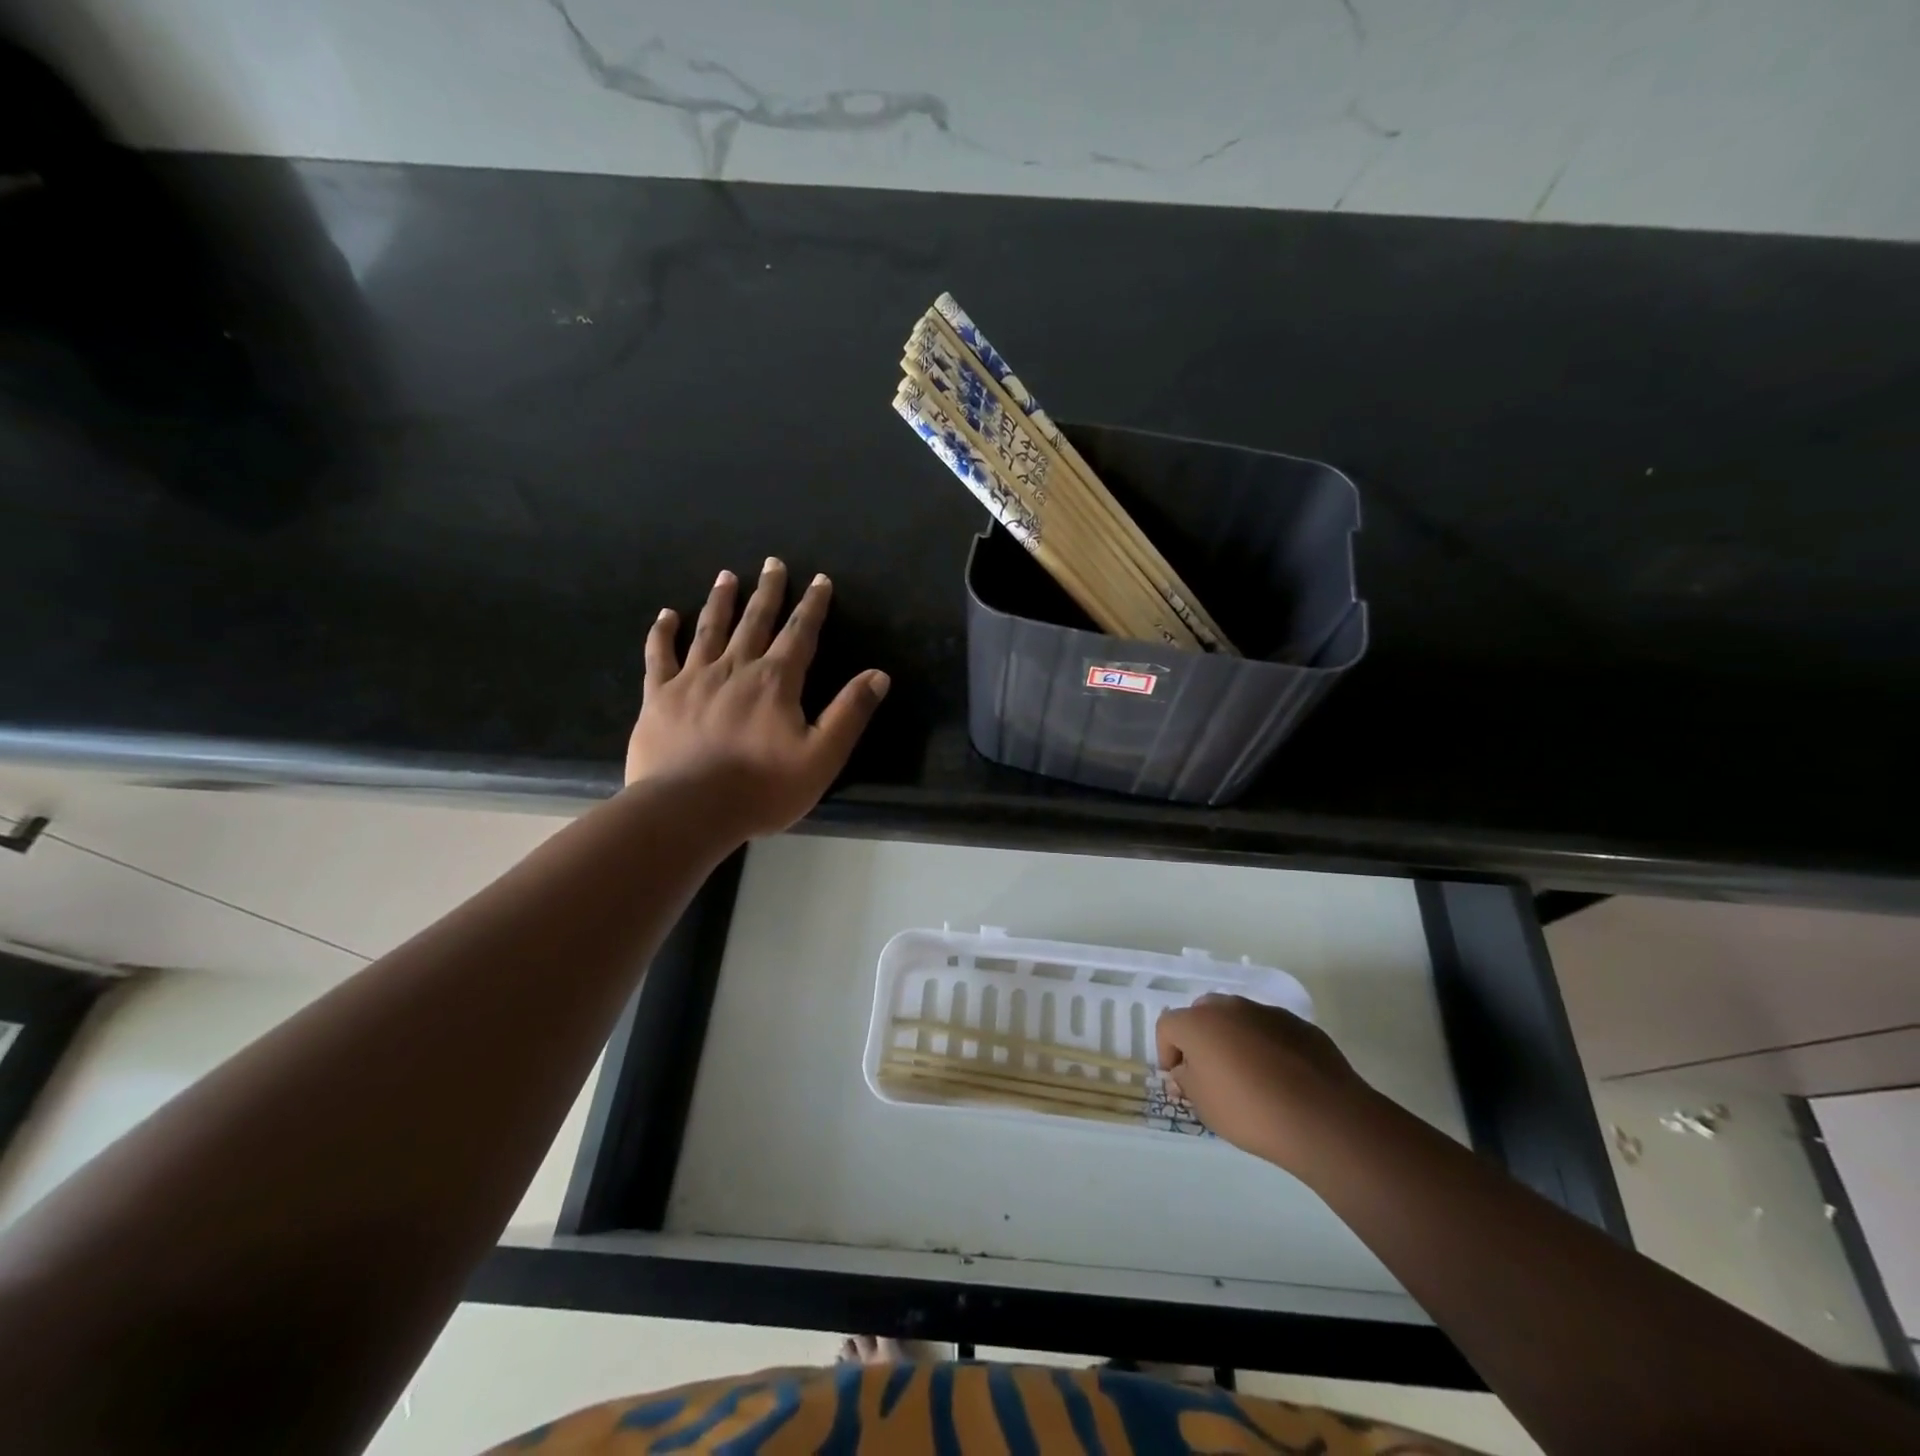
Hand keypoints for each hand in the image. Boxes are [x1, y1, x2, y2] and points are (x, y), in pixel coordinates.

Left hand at [626, 558, 889, 836]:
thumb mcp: (822, 756)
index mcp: (776, 681)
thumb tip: (878, 675)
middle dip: (768, 591)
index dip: (812, 606)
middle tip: (772, 563)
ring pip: (710, 629)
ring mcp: (693, 679)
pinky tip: (666, 615)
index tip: (819, 580)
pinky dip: (662, 633)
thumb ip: (850, 713)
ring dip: (721, 601)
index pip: (800, 633)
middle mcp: (735, 668)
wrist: (688, 809)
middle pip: (755, 620)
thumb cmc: (762, 788)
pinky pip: (659, 655)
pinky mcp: (658, 696)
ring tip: (726, 576)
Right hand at [1156, 994, 1368, 1170]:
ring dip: (1233, 1039)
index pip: (1167, 1026)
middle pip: (1202, 1013)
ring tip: (1248, 1077)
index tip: (1180, 1081)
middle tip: (1210, 1073)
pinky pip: (1269, 1030)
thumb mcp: (1204, 1106)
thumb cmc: (1251, 1112)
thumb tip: (1184, 1072)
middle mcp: (1229, 1007)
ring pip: (1238, 1018)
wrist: (1323, 1118)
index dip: (1167, 1053)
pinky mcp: (1298, 1024)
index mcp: (1198, 1022)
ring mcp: (1266, 1012)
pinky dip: (1265, 1046)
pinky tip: (1280, 1078)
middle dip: (1200, 1039)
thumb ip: (1186, 1081)